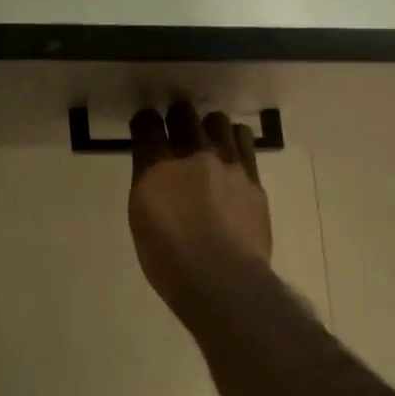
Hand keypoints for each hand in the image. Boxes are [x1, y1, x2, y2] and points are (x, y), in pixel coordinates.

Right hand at [127, 101, 272, 300]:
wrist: (224, 280)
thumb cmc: (170, 262)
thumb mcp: (142, 222)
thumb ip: (149, 188)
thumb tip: (156, 174)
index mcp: (156, 169)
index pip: (147, 127)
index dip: (144, 122)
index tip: (145, 125)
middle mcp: (191, 156)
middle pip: (184, 115)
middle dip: (177, 117)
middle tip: (176, 127)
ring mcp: (226, 163)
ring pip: (217, 122)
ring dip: (209, 127)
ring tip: (208, 140)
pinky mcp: (252, 177)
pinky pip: (244, 142)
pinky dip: (234, 141)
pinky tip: (232, 154)